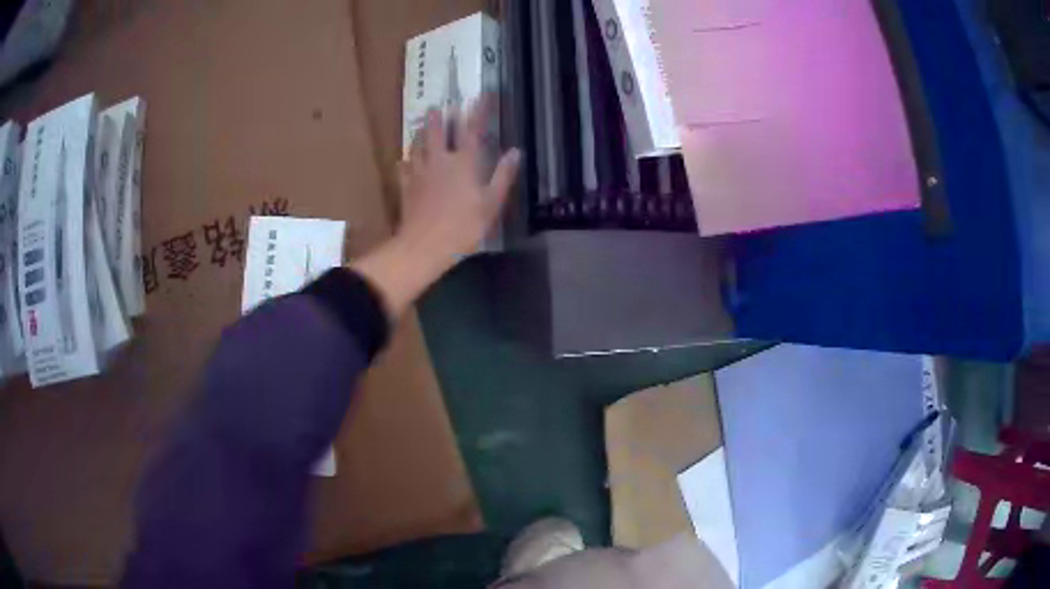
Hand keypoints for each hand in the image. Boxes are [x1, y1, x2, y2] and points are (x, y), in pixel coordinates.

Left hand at [351, 97, 520, 320]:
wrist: (424, 247)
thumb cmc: (463, 227)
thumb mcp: (491, 204)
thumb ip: (503, 176)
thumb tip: (515, 152)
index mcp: (463, 162)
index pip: (472, 129)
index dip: (478, 111)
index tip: (482, 95)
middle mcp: (439, 161)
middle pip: (436, 132)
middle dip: (438, 117)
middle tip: (437, 106)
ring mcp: (419, 173)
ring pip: (416, 145)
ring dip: (420, 133)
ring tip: (421, 126)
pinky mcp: (406, 187)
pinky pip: (403, 168)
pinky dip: (405, 161)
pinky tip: (404, 160)